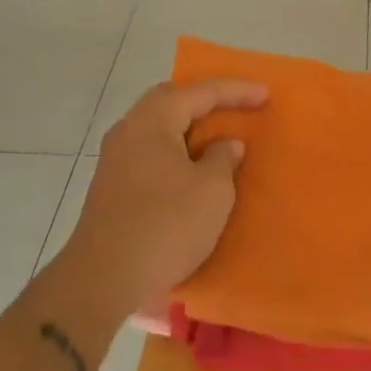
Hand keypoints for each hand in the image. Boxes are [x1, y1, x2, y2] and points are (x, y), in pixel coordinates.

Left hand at [64, 78, 268, 308]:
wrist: (104, 278)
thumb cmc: (166, 225)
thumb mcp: (212, 190)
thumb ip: (223, 159)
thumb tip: (225, 145)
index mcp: (152, 121)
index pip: (199, 93)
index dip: (236, 91)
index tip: (266, 95)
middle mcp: (128, 131)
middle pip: (171, 101)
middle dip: (205, 102)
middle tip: (237, 108)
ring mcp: (115, 159)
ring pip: (158, 129)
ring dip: (189, 129)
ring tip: (218, 138)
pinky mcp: (112, 187)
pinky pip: (151, 152)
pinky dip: (176, 151)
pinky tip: (192, 169)